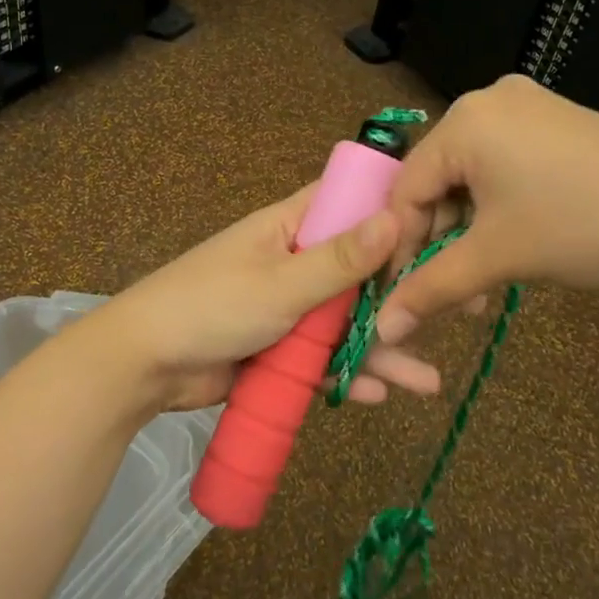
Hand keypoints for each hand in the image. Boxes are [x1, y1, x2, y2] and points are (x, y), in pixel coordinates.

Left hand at [76, 185, 446, 412]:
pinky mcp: (277, 349)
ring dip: (381, 349)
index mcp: (290, 227)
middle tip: (453, 318)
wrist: (144, 365)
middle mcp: (294, 261)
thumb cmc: (212, 306)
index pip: (348, 203)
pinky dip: (345, 373)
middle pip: (358, 274)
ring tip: (426, 383)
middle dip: (399, 297)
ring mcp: (287, 308)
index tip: (440, 229)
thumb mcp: (281, 283)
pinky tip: (377, 395)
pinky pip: (321, 358)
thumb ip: (340, 258)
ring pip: (345, 324)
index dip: (392, 212)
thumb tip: (396, 213)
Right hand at [375, 75, 598, 344]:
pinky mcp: (556, 120)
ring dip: (469, 228)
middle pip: (438, 178)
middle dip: (440, 239)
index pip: (406, 187)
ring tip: (485, 278)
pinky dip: (497, 204)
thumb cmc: (585, 228)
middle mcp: (487, 100)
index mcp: (465, 120)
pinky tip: (513, 239)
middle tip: (453, 291)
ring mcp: (527, 106)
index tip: (402, 293)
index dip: (400, 244)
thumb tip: (381, 329)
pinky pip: (503, 162)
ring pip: (471, 174)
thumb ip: (431, 289)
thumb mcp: (500, 257)